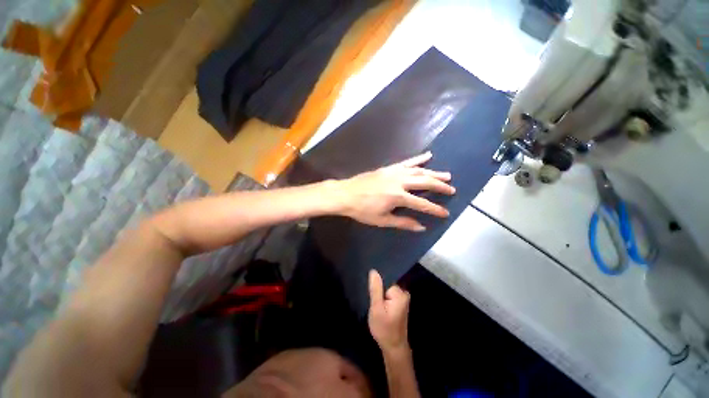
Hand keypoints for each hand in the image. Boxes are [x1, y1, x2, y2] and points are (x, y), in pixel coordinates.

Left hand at [335, 152, 454, 231]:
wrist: (346, 194)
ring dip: (434, 173)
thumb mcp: (382, 220)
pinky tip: (428, 155)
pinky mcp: (389, 168)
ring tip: (446, 175)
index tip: (445, 213)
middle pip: (424, 183)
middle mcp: (399, 182)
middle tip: (452, 189)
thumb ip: (403, 222)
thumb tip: (421, 227)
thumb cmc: (362, 210)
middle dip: (440, 187)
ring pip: (419, 171)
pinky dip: (418, 159)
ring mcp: (394, 172)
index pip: (422, 204)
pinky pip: (406, 162)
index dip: (435, 209)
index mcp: (398, 197)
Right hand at [368, 269, 410, 351]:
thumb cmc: (384, 329)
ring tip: (373, 300)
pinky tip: (378, 303)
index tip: (370, 288)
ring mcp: (403, 298)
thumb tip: (374, 271)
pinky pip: (389, 293)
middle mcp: (404, 292)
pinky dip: (383, 297)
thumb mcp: (376, 309)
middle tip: (371, 296)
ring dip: (380, 292)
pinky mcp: (400, 302)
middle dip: (378, 287)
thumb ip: (376, 289)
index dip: (377, 282)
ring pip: (387, 288)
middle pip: (387, 282)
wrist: (394, 347)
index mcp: (399, 293)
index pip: (386, 278)